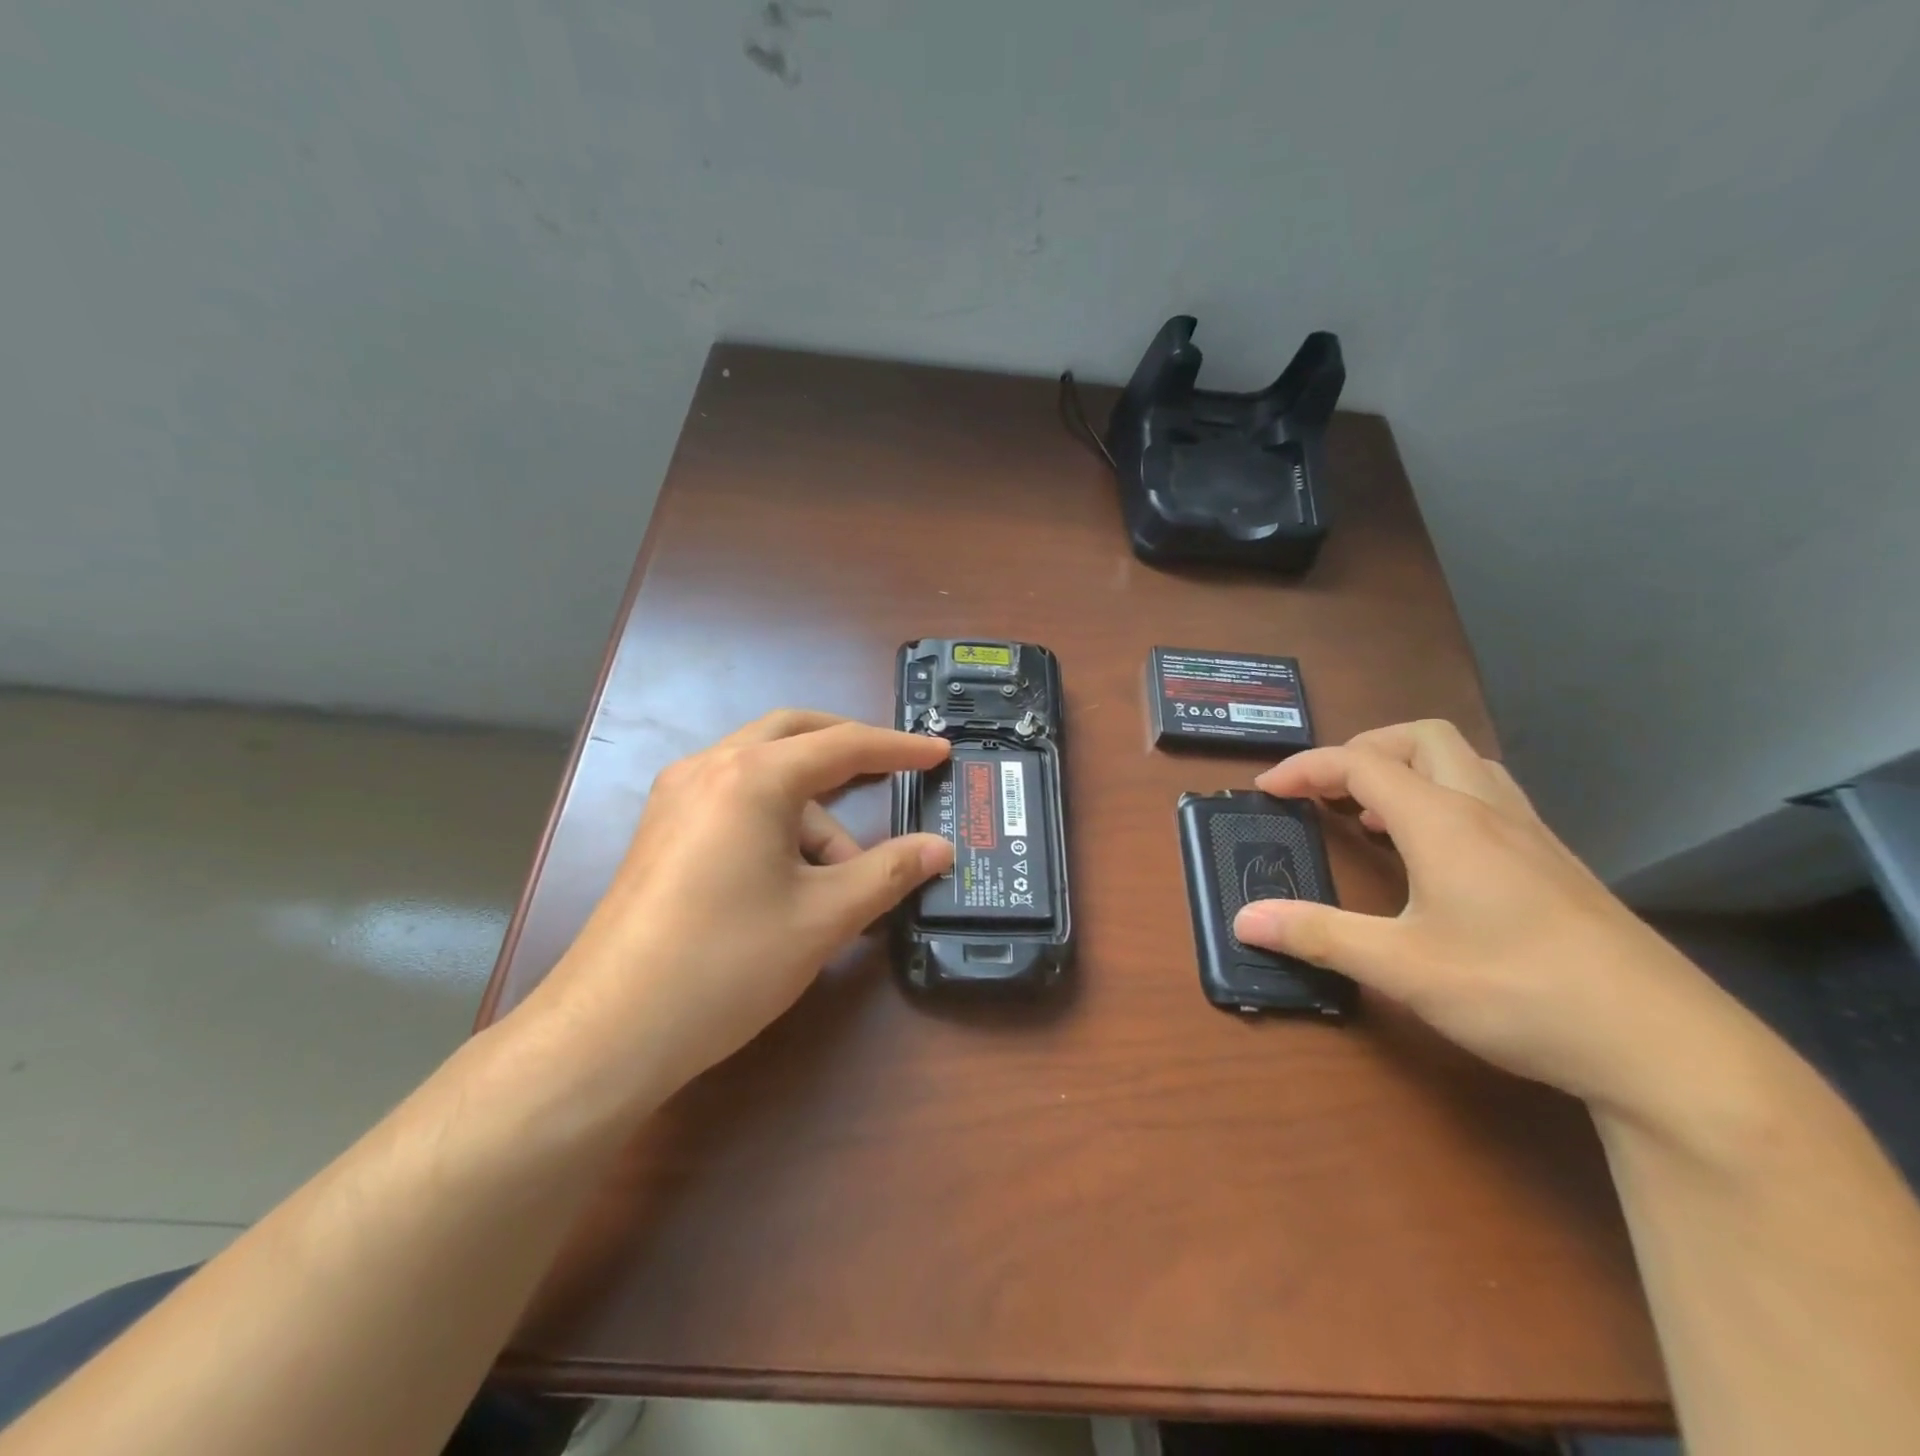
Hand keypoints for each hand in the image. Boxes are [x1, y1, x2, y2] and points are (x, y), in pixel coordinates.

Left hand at [536, 711, 952, 1096]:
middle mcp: (709, 768)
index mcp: (753, 777)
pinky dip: (777, 822)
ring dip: (813, 813)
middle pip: (794, 735)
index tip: (940, 753)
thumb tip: (940, 848)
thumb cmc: (727, 963)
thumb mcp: (823, 917)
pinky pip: (736, 801)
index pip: (843, 745)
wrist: (609, 1031)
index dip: (898, 748)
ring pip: (764, 775)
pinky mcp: (664, 831)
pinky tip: (792, 879)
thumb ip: (889, 872)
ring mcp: (677, 798)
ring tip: (840, 883)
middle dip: (849, 750)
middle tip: (894, 773)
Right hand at [1233, 721, 1767, 1129]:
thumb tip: (1243, 918)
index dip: (1305, 768)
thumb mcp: (1402, 968)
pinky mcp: (1556, 863)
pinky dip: (1443, 797)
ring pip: (1463, 762)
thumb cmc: (1520, 992)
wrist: (1665, 1046)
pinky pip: (1488, 796)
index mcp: (1444, 822)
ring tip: (1372, 814)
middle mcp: (1487, 811)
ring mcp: (1530, 834)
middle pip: (1420, 738)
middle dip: (1362, 750)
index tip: (1267, 791)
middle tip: (1325, 790)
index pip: (1359, 763)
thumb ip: (1317, 935)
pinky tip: (1435, 853)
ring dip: (1407, 769)